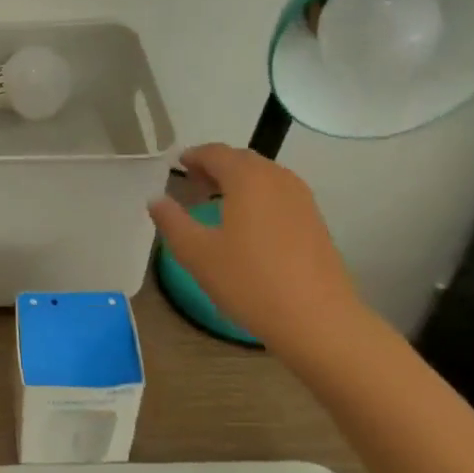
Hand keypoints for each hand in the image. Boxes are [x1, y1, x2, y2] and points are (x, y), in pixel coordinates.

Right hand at [148, 144, 367, 360]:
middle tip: (193, 182)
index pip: (216, 153)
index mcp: (247, 178)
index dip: (194, 155)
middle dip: (216, 165)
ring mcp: (301, 199)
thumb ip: (172, 220)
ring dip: (239, 180)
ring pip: (264, 176)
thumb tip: (156, 199)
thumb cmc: (249, 281)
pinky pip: (279, 193)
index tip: (177, 165)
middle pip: (242, 160)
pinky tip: (248, 223)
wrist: (317, 319)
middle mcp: (277, 178)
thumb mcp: (196, 253)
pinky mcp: (315, 220)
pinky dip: (258, 195)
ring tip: (217, 201)